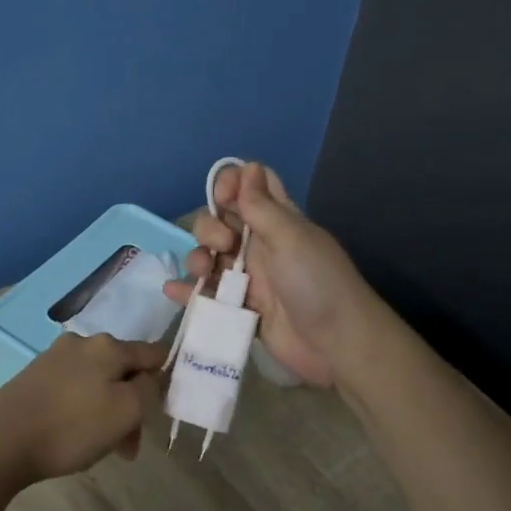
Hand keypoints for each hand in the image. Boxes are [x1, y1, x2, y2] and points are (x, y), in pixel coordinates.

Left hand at [0, 333, 166, 482]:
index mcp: (109, 345)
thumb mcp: (126, 411)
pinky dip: (83, 409)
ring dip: (108, 411)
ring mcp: (55, 357)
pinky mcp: (35, 376)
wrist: (1, 440)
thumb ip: (149, 389)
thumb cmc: (71, 427)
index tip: (158, 412)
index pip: (153, 353)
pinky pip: (73, 389)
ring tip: (102, 449)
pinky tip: (75, 436)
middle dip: (131, 405)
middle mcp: (83, 342)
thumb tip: (151, 377)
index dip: (163, 380)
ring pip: (98, 382)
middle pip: (123, 370)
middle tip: (128, 446)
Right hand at [163, 162, 373, 388]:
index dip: (231, 184)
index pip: (250, 186)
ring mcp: (249, 279)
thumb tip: (247, 166)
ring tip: (203, 274)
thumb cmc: (317, 282)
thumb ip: (262, 205)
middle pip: (220, 221)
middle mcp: (260, 245)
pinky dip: (189, 292)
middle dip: (210, 227)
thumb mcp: (290, 237)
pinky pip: (208, 295)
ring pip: (210, 257)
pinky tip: (174, 291)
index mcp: (277, 221)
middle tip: (225, 245)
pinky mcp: (240, 309)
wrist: (336, 344)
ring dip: (197, 258)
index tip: (223, 198)